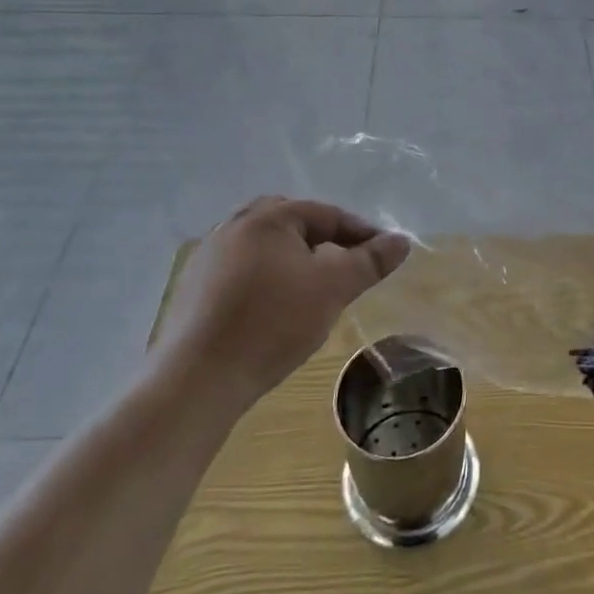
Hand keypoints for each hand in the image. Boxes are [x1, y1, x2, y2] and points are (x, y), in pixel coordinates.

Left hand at [161, 196, 410, 403]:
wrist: (197, 379)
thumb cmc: (273, 323)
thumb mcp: (333, 288)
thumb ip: (370, 261)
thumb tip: (400, 240)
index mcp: (268, 217)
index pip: (327, 214)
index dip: (361, 233)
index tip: (383, 256)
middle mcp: (233, 226)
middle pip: (291, 223)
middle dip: (323, 240)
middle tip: (346, 266)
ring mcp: (207, 257)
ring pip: (264, 247)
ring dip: (293, 259)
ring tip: (314, 288)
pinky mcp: (193, 290)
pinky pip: (241, 270)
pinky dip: (266, 278)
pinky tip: (274, 308)